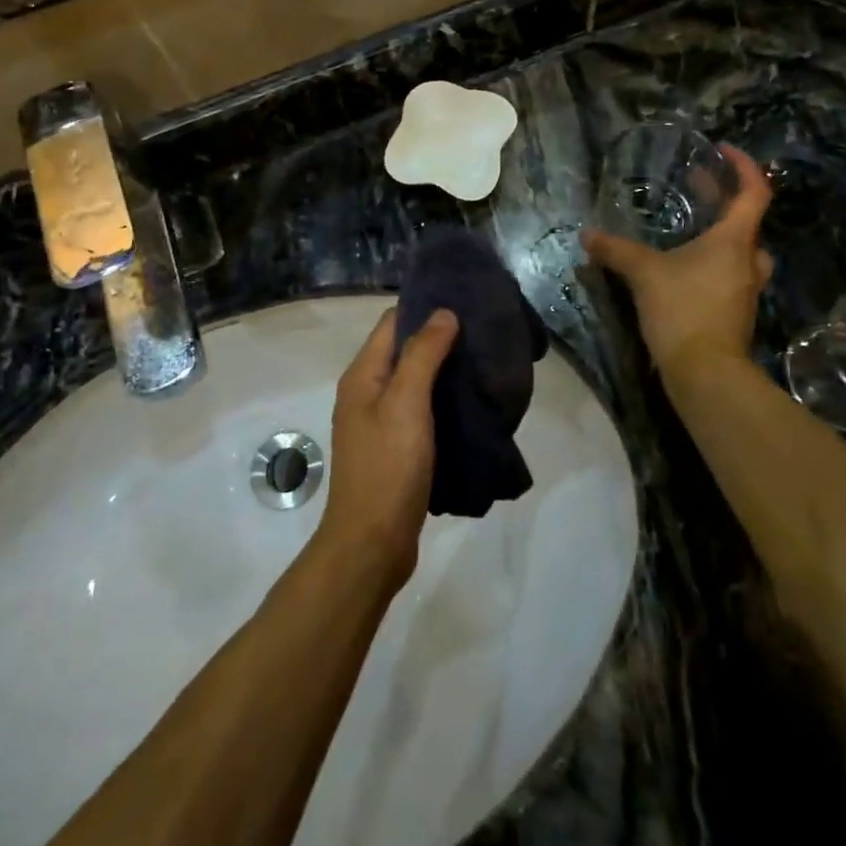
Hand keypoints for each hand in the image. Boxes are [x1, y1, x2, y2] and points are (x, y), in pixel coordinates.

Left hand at [318, 306, 458, 586]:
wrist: (372, 544)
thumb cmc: (388, 467)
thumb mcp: (406, 403)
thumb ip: (423, 355)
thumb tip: (443, 312)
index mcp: (362, 375)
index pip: (393, 323)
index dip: (424, 308)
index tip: (464, 300)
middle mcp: (366, 393)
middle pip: (403, 350)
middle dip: (439, 338)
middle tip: (482, 332)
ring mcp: (380, 423)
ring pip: (414, 382)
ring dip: (444, 371)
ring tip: (482, 362)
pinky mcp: (395, 449)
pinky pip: (420, 411)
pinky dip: (442, 401)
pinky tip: (471, 403)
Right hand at [583, 144, 774, 377]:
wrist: (705, 372)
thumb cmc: (682, 309)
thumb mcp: (643, 273)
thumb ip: (615, 251)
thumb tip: (587, 235)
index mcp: (734, 240)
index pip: (754, 192)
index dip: (743, 166)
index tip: (722, 151)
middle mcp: (748, 260)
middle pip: (748, 221)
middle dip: (724, 200)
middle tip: (697, 187)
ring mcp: (745, 289)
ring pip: (741, 251)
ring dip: (722, 234)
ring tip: (693, 228)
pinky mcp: (735, 312)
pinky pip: (729, 274)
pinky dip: (714, 262)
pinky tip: (685, 268)